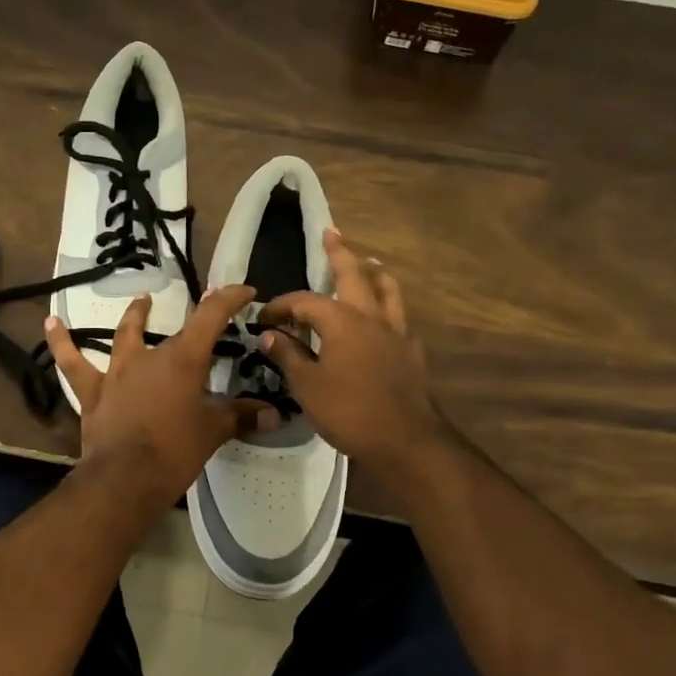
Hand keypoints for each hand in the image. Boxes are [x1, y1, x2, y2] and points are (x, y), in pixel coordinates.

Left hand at [46, 285, 277, 506]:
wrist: (124, 479)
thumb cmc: (175, 450)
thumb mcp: (213, 431)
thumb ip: (242, 417)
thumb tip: (275, 415)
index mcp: (183, 359)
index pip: (210, 316)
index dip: (229, 298)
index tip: (245, 290)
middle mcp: (149, 357)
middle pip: (176, 331)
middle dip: (196, 321)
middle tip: (210, 315)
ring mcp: (117, 372)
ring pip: (125, 336)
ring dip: (134, 317)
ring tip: (140, 301)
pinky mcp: (93, 393)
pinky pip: (73, 364)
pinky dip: (61, 343)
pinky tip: (50, 322)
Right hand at [257, 229, 450, 477]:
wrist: (405, 440)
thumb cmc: (350, 411)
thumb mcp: (308, 386)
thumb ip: (288, 356)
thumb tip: (269, 334)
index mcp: (342, 321)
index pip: (305, 301)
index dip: (282, 305)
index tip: (265, 318)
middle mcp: (371, 317)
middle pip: (354, 275)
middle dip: (340, 253)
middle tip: (331, 235)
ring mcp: (396, 332)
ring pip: (387, 290)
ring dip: (375, 273)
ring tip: (370, 262)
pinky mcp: (411, 352)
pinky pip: (400, 317)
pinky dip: (389, 307)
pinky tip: (386, 316)